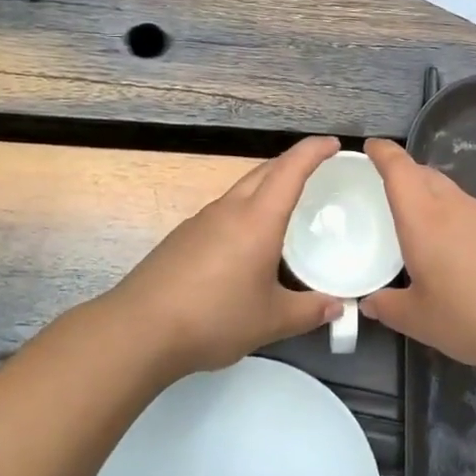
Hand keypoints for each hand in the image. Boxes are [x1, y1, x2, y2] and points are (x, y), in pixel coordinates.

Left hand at [106, 136, 344, 376]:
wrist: (139, 330)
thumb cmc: (214, 317)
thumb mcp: (271, 320)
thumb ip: (308, 311)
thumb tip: (336, 307)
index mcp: (257, 219)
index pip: (290, 170)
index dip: (313, 151)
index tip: (333, 144)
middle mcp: (228, 210)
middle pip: (264, 172)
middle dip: (291, 163)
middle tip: (316, 171)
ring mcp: (200, 221)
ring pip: (240, 190)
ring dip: (266, 187)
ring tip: (285, 208)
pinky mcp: (182, 238)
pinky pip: (223, 212)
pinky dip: (245, 212)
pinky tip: (246, 244)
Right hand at [359, 137, 475, 374]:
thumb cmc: (471, 315)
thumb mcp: (419, 320)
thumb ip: (388, 308)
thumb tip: (369, 303)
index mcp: (423, 219)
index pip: (399, 170)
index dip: (383, 153)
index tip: (370, 146)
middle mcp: (452, 207)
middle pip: (424, 174)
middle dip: (403, 172)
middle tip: (387, 186)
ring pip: (448, 191)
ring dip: (429, 193)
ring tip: (418, 218)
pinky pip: (469, 210)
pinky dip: (452, 215)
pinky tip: (455, 246)